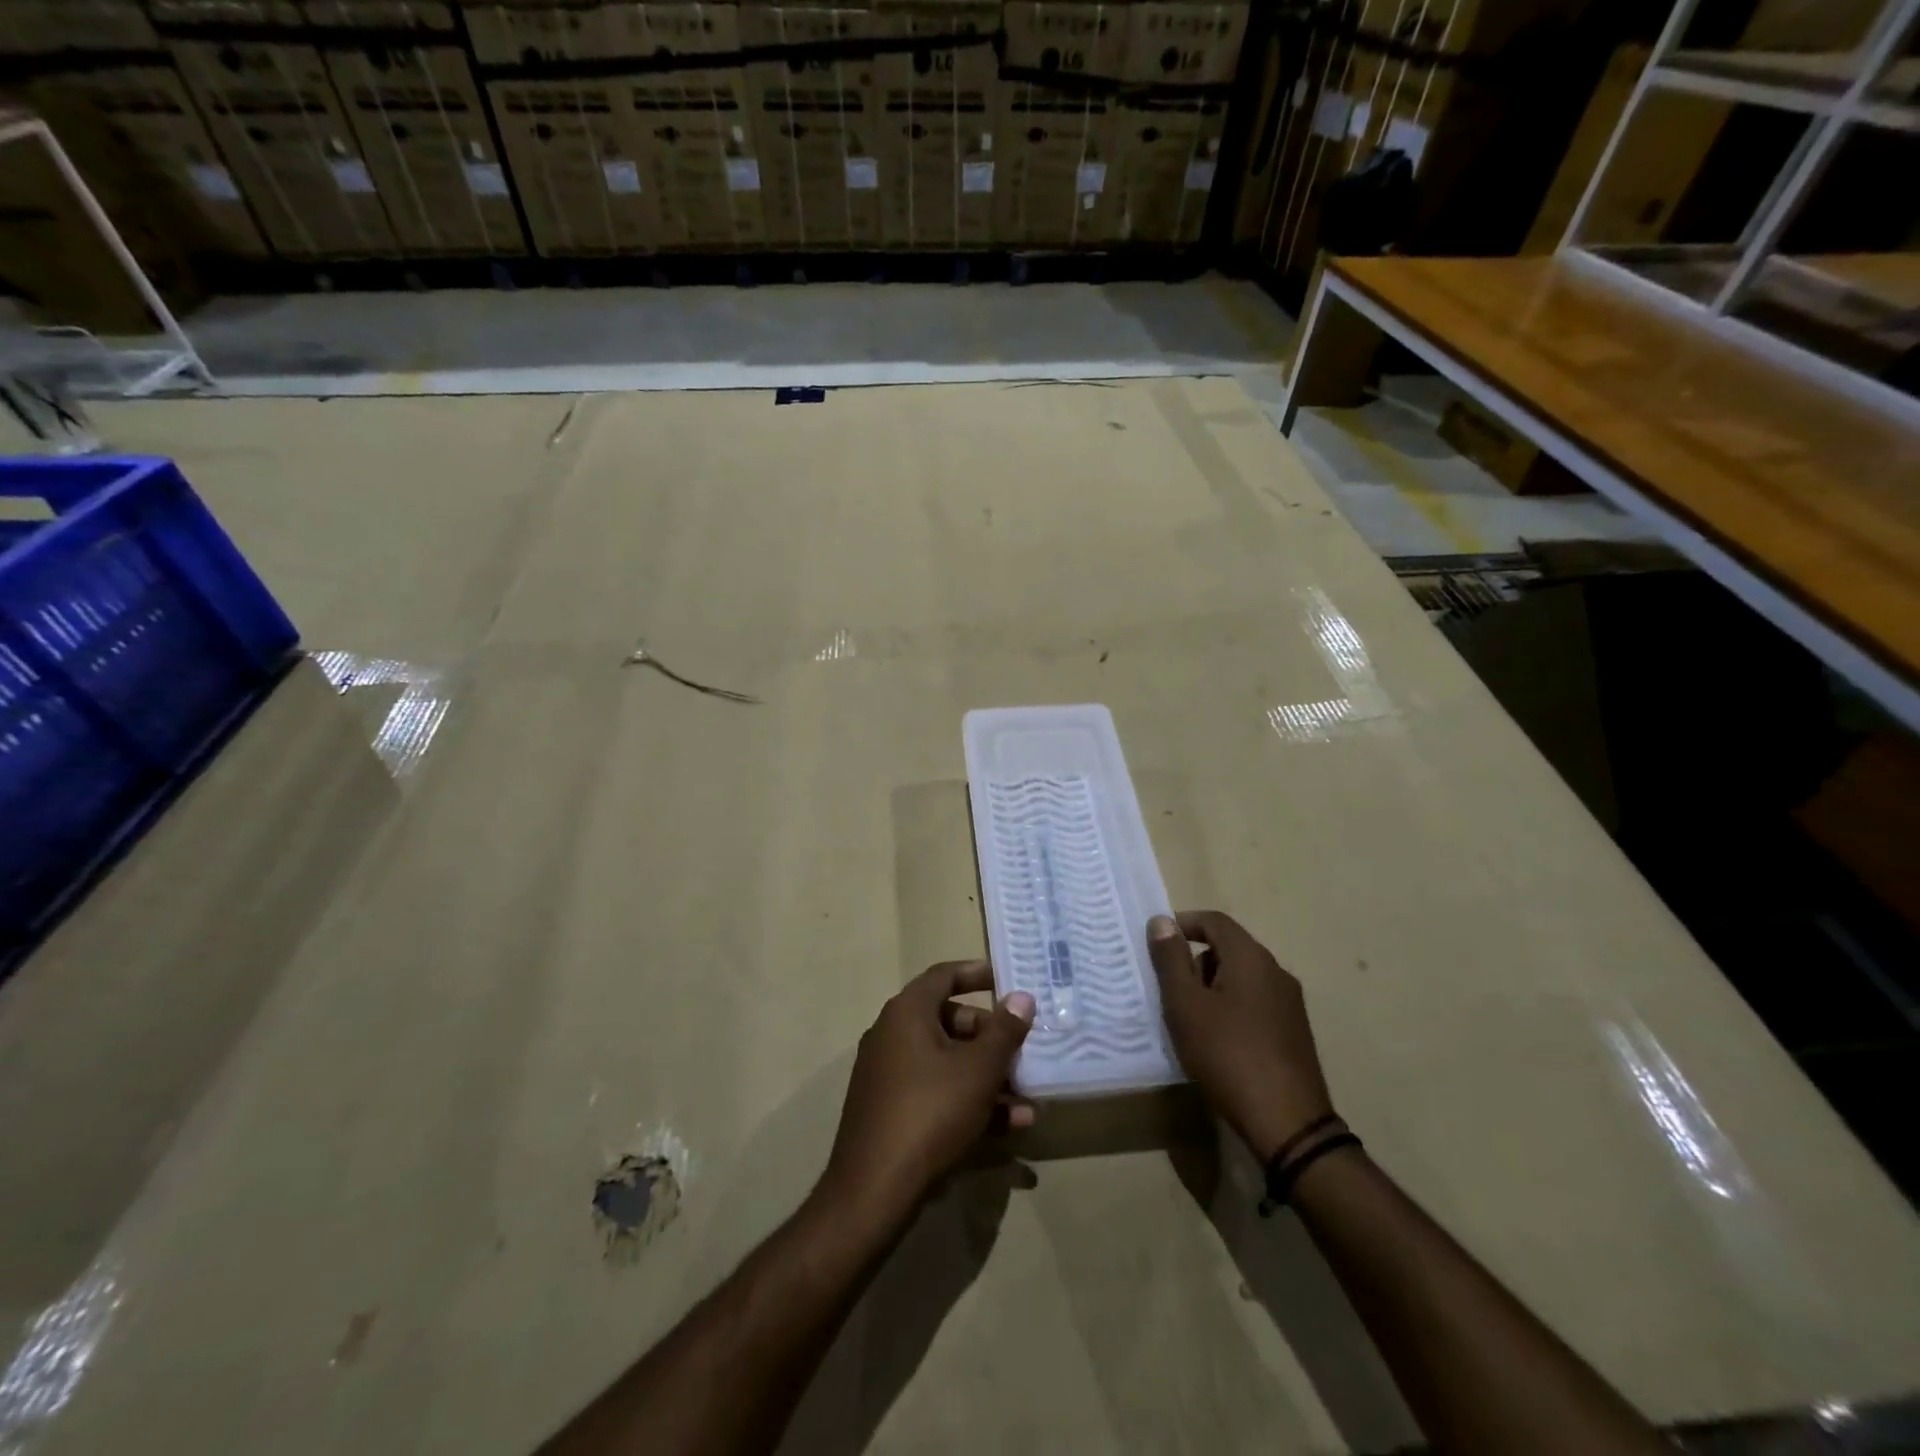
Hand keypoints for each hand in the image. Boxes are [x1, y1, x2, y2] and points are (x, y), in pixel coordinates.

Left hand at [821, 961, 1035, 1219]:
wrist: (873, 1191)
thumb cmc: (930, 1113)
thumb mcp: (978, 1070)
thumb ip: (1004, 1031)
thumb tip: (1022, 997)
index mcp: (907, 1013)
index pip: (943, 976)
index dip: (976, 974)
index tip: (1006, 979)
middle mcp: (892, 1035)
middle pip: (949, 1022)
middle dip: (991, 1038)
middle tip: (1023, 1052)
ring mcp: (888, 1075)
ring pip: (947, 1064)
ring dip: (988, 1079)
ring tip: (1028, 1105)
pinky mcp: (890, 1110)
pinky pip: (935, 1092)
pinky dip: (968, 1102)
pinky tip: (1007, 1130)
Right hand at [1149, 911, 1333, 1161]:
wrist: (1287, 1123)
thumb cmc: (1227, 1054)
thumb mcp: (1186, 1005)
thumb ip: (1171, 960)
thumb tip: (1162, 921)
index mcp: (1251, 958)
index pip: (1215, 921)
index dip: (1184, 924)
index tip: (1157, 943)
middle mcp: (1276, 972)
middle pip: (1229, 948)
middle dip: (1195, 960)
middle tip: (1168, 989)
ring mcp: (1289, 1004)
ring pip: (1241, 977)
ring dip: (1211, 986)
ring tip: (1188, 1019)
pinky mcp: (1294, 1032)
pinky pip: (1254, 1003)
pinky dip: (1229, 1007)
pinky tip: (1215, 1040)